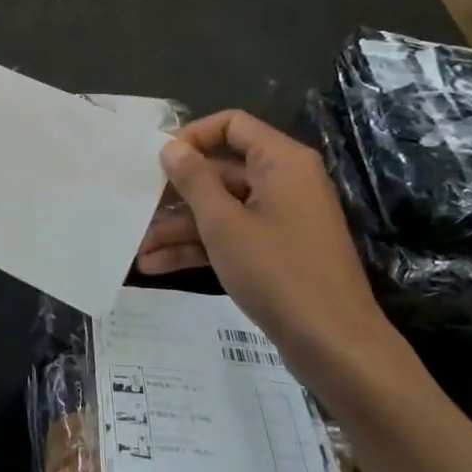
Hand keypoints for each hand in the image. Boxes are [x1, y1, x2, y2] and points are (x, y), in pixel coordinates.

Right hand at [142, 111, 393, 363]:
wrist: (335, 346)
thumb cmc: (278, 272)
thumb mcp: (224, 223)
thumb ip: (193, 180)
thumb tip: (171, 147)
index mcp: (281, 162)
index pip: (231, 124)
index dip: (192, 136)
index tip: (158, 159)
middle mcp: (283, 182)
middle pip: (220, 170)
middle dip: (176, 192)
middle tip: (136, 205)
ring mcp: (280, 219)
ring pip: (220, 208)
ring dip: (179, 228)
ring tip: (138, 248)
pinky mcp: (276, 251)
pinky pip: (231, 236)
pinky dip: (199, 248)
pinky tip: (157, 265)